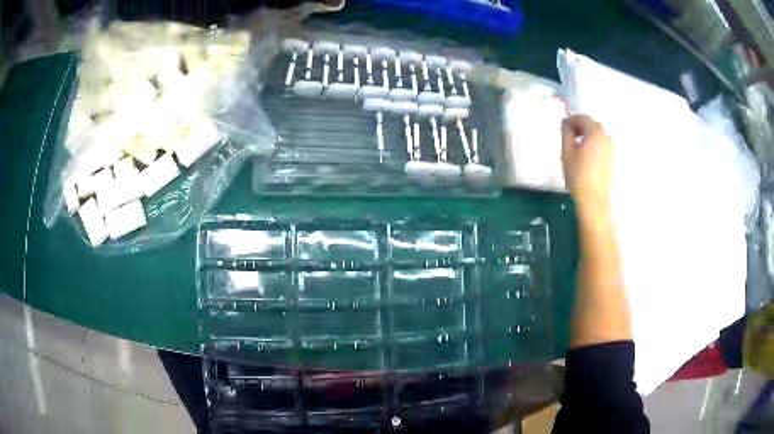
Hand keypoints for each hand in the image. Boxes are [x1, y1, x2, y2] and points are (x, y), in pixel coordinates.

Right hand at [561, 115, 612, 220]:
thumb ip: (566, 132)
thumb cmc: (578, 174)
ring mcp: (610, 147)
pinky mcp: (610, 157)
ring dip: (586, 134)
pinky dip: (592, 142)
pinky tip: (584, 153)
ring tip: (575, 144)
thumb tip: (566, 123)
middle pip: (591, 124)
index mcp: (595, 131)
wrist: (593, 199)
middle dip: (579, 126)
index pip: (582, 117)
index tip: (562, 127)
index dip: (571, 120)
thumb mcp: (567, 151)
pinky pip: (600, 143)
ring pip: (596, 134)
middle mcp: (605, 136)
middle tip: (568, 134)